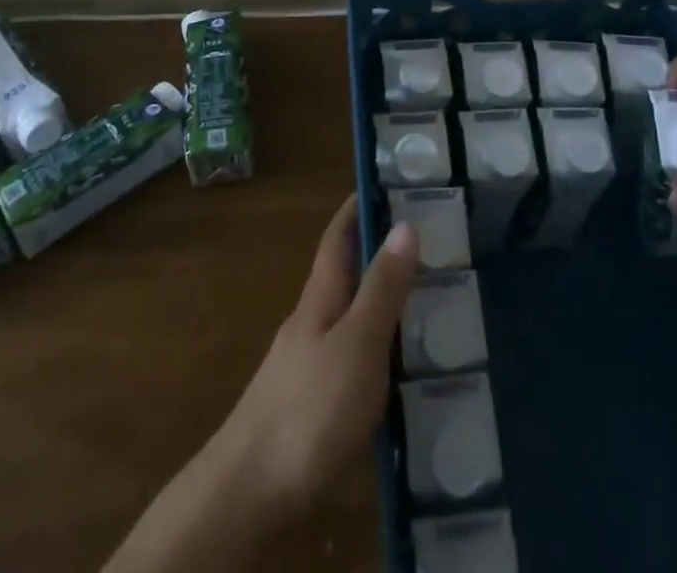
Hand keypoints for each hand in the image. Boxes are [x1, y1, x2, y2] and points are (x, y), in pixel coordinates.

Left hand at [211, 195, 417, 525]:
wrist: (249, 492)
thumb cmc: (309, 408)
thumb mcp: (357, 344)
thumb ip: (382, 289)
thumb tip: (405, 223)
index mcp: (320, 298)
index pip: (337, 237)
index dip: (356, 208)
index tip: (385, 184)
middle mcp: (310, 323)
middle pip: (344, 276)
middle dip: (378, 256)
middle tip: (428, 248)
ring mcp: (306, 366)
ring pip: (349, 320)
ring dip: (380, 305)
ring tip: (427, 306)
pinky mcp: (310, 407)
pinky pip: (350, 360)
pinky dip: (376, 351)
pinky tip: (399, 372)